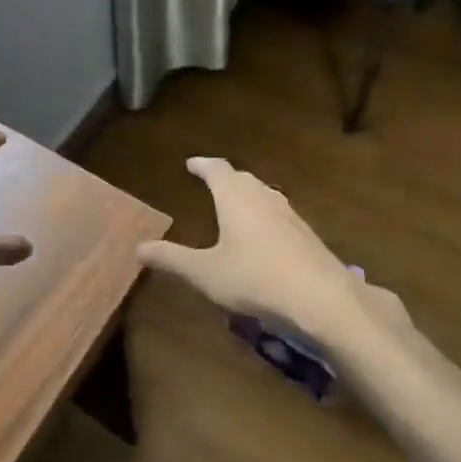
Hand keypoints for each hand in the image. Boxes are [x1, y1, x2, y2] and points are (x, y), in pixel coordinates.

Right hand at [137, 157, 413, 355]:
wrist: (322, 298)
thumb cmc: (255, 278)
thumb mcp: (205, 273)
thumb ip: (172, 259)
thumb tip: (138, 247)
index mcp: (235, 197)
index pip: (217, 169)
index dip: (202, 165)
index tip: (191, 163)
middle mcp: (263, 197)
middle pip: (242, 178)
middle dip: (225, 177)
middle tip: (211, 180)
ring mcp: (289, 214)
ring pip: (264, 194)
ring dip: (247, 194)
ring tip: (235, 204)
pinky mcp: (307, 234)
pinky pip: (279, 213)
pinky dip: (264, 214)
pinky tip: (264, 235)